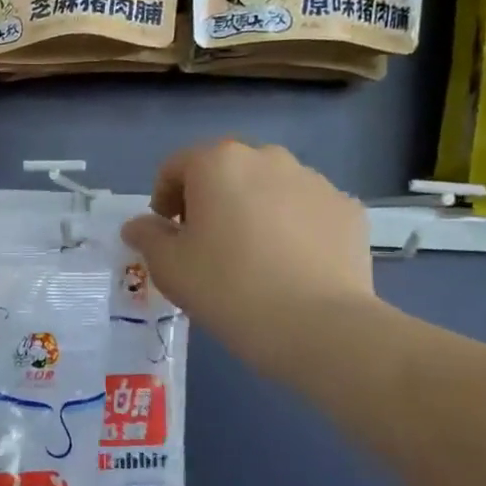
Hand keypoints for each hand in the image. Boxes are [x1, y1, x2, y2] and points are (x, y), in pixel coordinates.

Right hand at [121, 140, 375, 372]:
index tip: (167, 233)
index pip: (176, 166)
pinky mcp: (347, 209)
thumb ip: (147, 236)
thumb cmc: (229, 288)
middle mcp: (268, 158)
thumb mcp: (169, 267)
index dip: (163, 197)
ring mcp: (314, 181)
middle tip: (206, 243)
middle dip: (210, 198)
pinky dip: (292, 226)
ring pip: (269, 187)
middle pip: (226, 170)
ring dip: (253, 208)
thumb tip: (138, 225)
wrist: (320, 327)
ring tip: (253, 256)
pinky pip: (306, 210)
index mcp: (218, 163)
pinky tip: (291, 265)